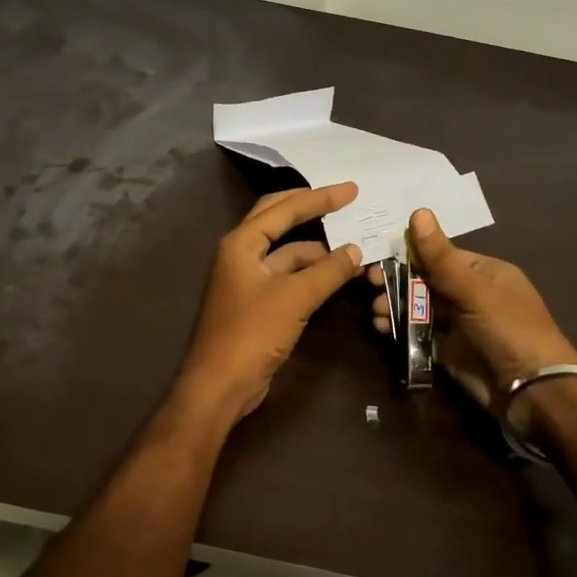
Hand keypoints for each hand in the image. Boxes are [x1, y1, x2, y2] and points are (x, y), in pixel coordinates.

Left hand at [170, 183, 363, 428]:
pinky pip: (287, 276)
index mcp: (242, 243)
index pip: (284, 208)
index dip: (319, 197)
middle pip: (279, 220)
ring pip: (286, 252)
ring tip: (352, 246)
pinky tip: (335, 274)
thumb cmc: (252, 333)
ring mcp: (248, 279)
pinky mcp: (256, 302)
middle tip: (346, 201)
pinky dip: (310, 272)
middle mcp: (241, 254)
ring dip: (316, 249)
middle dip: (312, 209)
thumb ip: (328, 271)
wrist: (220, 385)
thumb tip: (356, 250)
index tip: (351, 191)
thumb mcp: (295, 298)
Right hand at [368, 208, 576, 424]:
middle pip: (425, 280)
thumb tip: (418, 212)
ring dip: (395, 305)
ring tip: (377, 311)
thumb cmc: (509, 329)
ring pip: (419, 307)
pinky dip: (400, 328)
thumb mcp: (474, 290)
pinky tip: (382, 327)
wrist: (533, 391)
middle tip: (369, 283)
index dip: (409, 254)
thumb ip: (441, 257)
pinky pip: (418, 333)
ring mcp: (459, 324)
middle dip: (397, 281)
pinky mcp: (448, 350)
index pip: (440, 255)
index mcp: (484, 272)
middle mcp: (471, 294)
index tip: (378, 255)